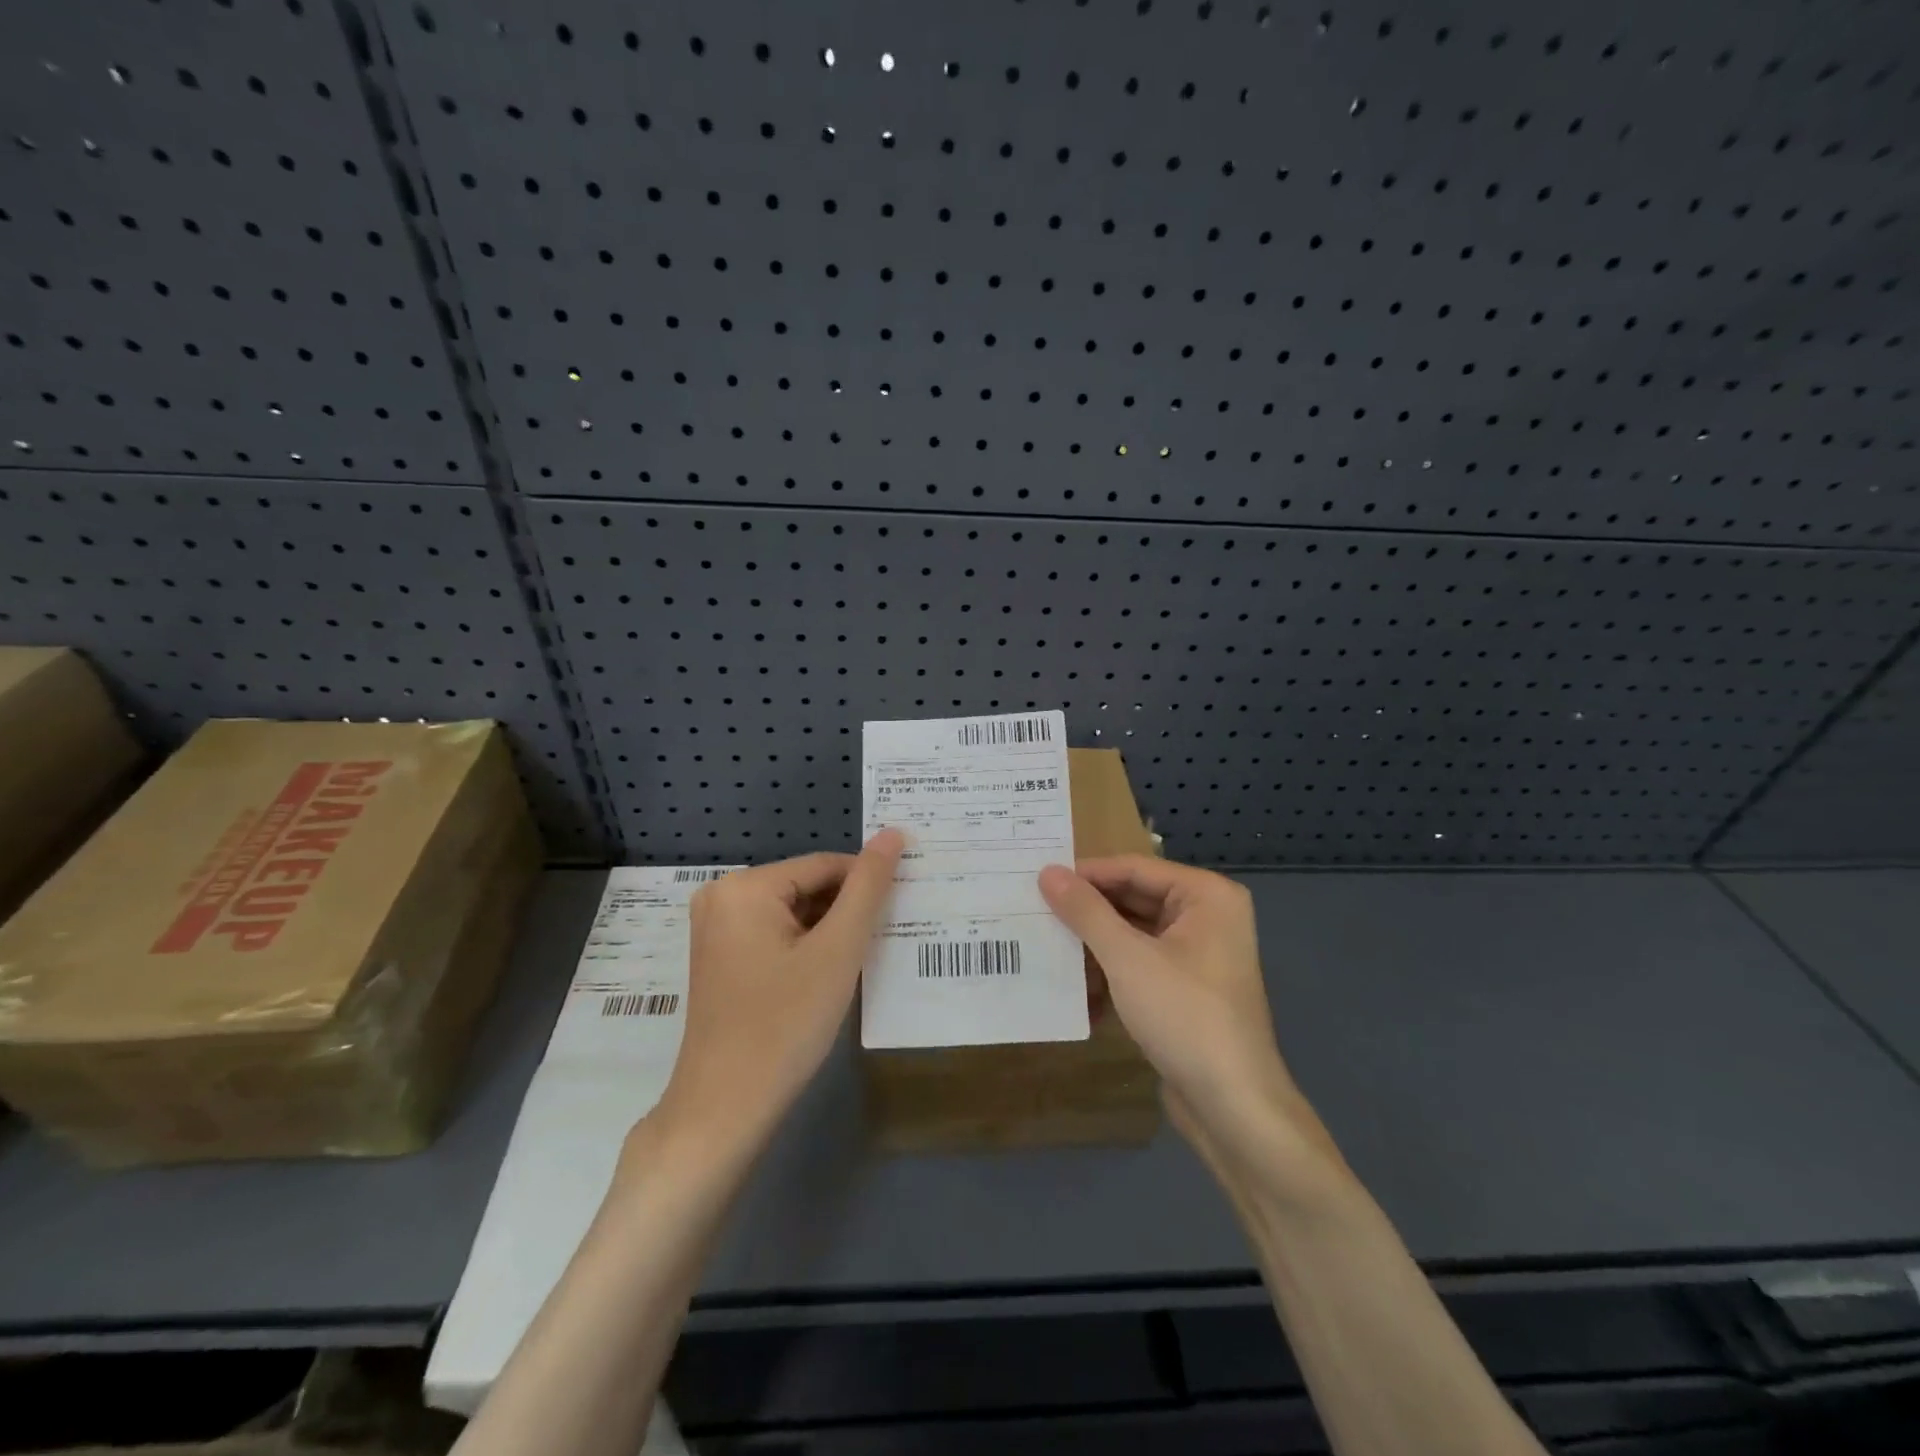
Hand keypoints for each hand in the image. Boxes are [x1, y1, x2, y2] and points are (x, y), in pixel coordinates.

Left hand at [656, 830, 903, 1147]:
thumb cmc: (785, 1024)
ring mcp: (715, 928)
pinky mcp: (719, 957)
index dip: (867, 887)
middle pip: (806, 887)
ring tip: (855, 963)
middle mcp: (721, 895)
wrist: (726, 1108)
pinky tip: (825, 977)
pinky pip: (774, 934)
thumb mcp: (837, 951)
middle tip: (879, 944)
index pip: (826, 865)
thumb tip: (893, 833)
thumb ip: (868, 888)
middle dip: (845, 912)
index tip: (900, 913)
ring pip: (793, 912)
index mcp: (745, 886)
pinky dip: (804, 948)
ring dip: (828, 932)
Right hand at [1038, 856, 1332, 1171]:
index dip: (1085, 874)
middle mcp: (1207, 916)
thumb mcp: (1127, 958)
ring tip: (1046, 948)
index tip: (1037, 880)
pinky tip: (1076, 990)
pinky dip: (1111, 974)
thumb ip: (1086, 911)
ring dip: (1094, 947)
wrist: (1233, 1107)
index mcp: (1206, 895)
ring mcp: (1198, 955)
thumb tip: (1047, 872)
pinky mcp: (1187, 989)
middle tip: (1035, 911)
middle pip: (1134, 899)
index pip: (1134, 868)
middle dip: (1087, 913)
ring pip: (1133, 934)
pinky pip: (1141, 964)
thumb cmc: (1184, 1016)